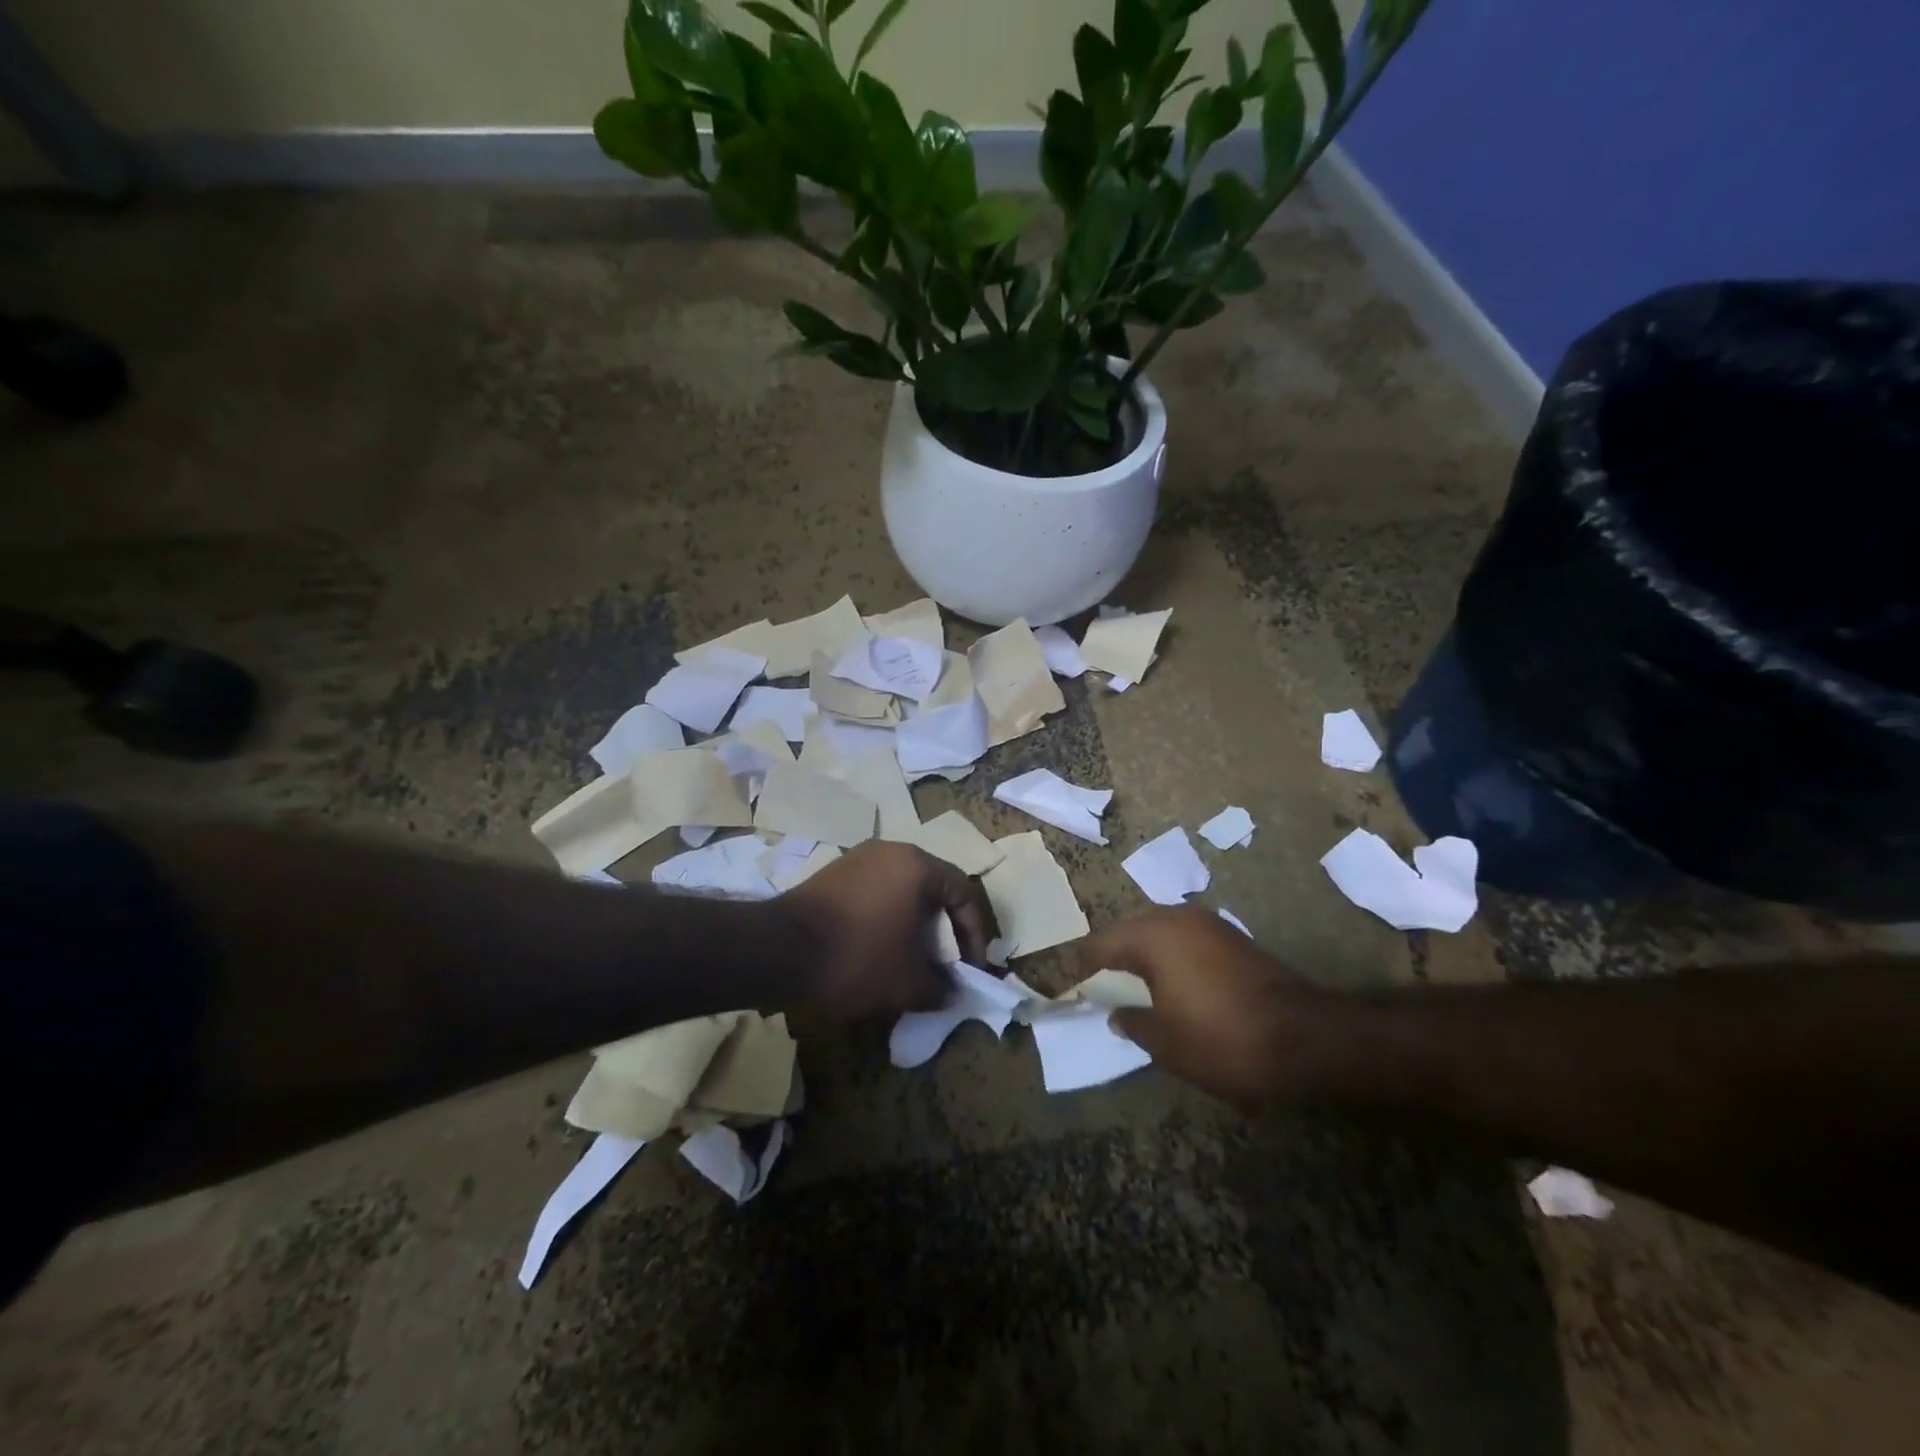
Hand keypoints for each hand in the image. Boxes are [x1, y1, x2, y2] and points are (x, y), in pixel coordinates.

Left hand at [781, 841, 997, 1019]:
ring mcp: (857, 860)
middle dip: (944, 931)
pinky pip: (875, 895)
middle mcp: (890, 852)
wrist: (777, 950)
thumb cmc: (856, 958)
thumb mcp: (908, 983)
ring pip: (902, 892)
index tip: (972, 969)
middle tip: (945, 965)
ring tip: (912, 962)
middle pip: (933, 889)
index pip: (964, 893)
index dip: (975, 935)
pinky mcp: (833, 876)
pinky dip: (886, 921)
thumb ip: (940, 987)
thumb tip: (949, 991)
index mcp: (917, 866)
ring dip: (914, 927)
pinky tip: (878, 952)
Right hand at [1076, 907, 1340, 1112]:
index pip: (1101, 943)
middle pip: (1130, 927)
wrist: (1305, 1038)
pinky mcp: (1232, 937)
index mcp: (1153, 937)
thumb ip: (1133, 1024)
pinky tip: (1170, 977)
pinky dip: (1170, 951)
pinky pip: (1185, 935)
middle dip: (1112, 949)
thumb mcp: (1166, 1044)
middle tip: (1096, 974)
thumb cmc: (1223, 1040)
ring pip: (1160, 927)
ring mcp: (1209, 924)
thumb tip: (1117, 1014)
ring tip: (1130, 977)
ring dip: (1142, 947)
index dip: (1081, 962)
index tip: (1066, 977)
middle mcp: (1177, 918)